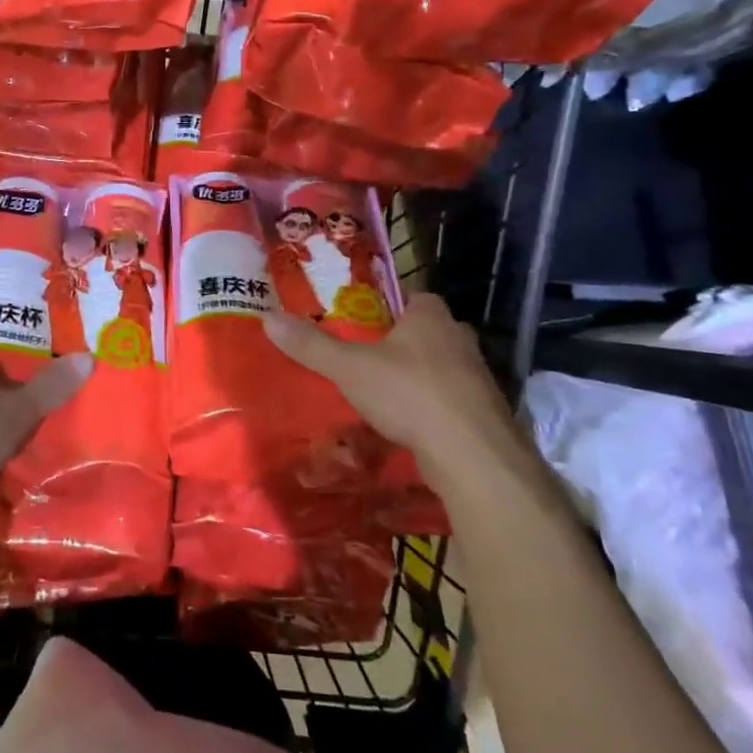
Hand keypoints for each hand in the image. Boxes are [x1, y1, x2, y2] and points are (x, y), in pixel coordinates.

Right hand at [263, 293, 526, 479]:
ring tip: (380, 392)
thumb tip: (268, 318)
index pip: (410, 296)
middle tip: (364, 355)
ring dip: (416, 377)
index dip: (387, 306)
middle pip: (425, 331)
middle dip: (399, 342)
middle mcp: (459, 338)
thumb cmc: (410, 394)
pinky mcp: (484, 413)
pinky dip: (430, 408)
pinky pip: (450, 400)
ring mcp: (478, 377)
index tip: (361, 320)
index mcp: (431, 315)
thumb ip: (311, 345)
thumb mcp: (349, 367)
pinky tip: (407, 424)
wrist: (473, 456)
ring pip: (439, 367)